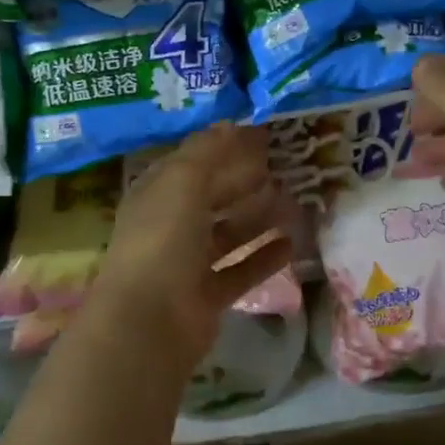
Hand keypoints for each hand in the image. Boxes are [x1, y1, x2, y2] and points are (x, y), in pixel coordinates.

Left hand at [84, 124, 295, 369]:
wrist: (149, 321)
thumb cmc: (163, 238)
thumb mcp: (183, 182)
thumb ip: (208, 152)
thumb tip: (230, 123)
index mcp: (156, 194)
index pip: (191, 163)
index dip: (222, 148)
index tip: (260, 136)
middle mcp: (169, 225)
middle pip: (212, 197)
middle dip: (244, 183)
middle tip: (285, 168)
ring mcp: (188, 264)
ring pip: (229, 234)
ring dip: (258, 218)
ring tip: (295, 202)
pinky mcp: (207, 296)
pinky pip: (241, 270)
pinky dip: (264, 257)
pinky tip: (292, 243)